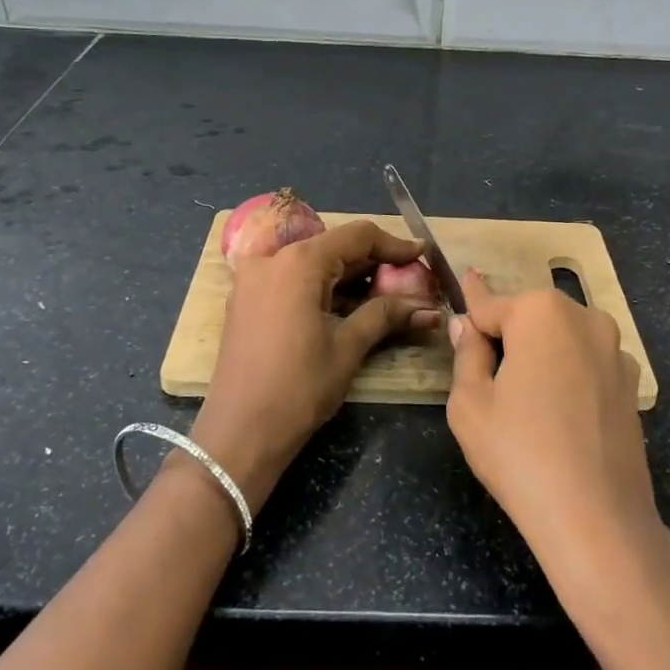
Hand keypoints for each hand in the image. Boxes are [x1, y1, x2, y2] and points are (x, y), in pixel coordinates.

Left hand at [194, 220, 437, 510]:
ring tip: (386, 296)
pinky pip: (291, 279)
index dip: (394, 245)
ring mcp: (253, 278)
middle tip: (409, 281)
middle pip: (333, 246)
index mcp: (299, 262)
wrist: (239, 433)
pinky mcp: (246, 299)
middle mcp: (271, 259)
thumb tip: (429, 308)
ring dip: (348, 277)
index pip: (357, 236)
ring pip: (312, 263)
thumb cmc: (299, 387)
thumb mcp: (348, 347)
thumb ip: (386, 315)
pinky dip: (321, 287)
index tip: (423, 256)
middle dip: (373, 263)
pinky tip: (348, 306)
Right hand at [445, 270, 661, 597]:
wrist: (597, 518)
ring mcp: (615, 350)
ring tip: (524, 399)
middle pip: (529, 317)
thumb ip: (467, 354)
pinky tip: (559, 413)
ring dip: (540, 353)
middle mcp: (584, 317)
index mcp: (540, 313)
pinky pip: (586, 363)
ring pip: (561, 338)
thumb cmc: (520, 454)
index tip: (464, 276)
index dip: (471, 301)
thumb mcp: (470, 404)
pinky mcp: (631, 383)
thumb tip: (467, 327)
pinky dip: (568, 373)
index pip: (490, 304)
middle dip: (507, 335)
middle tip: (486, 375)